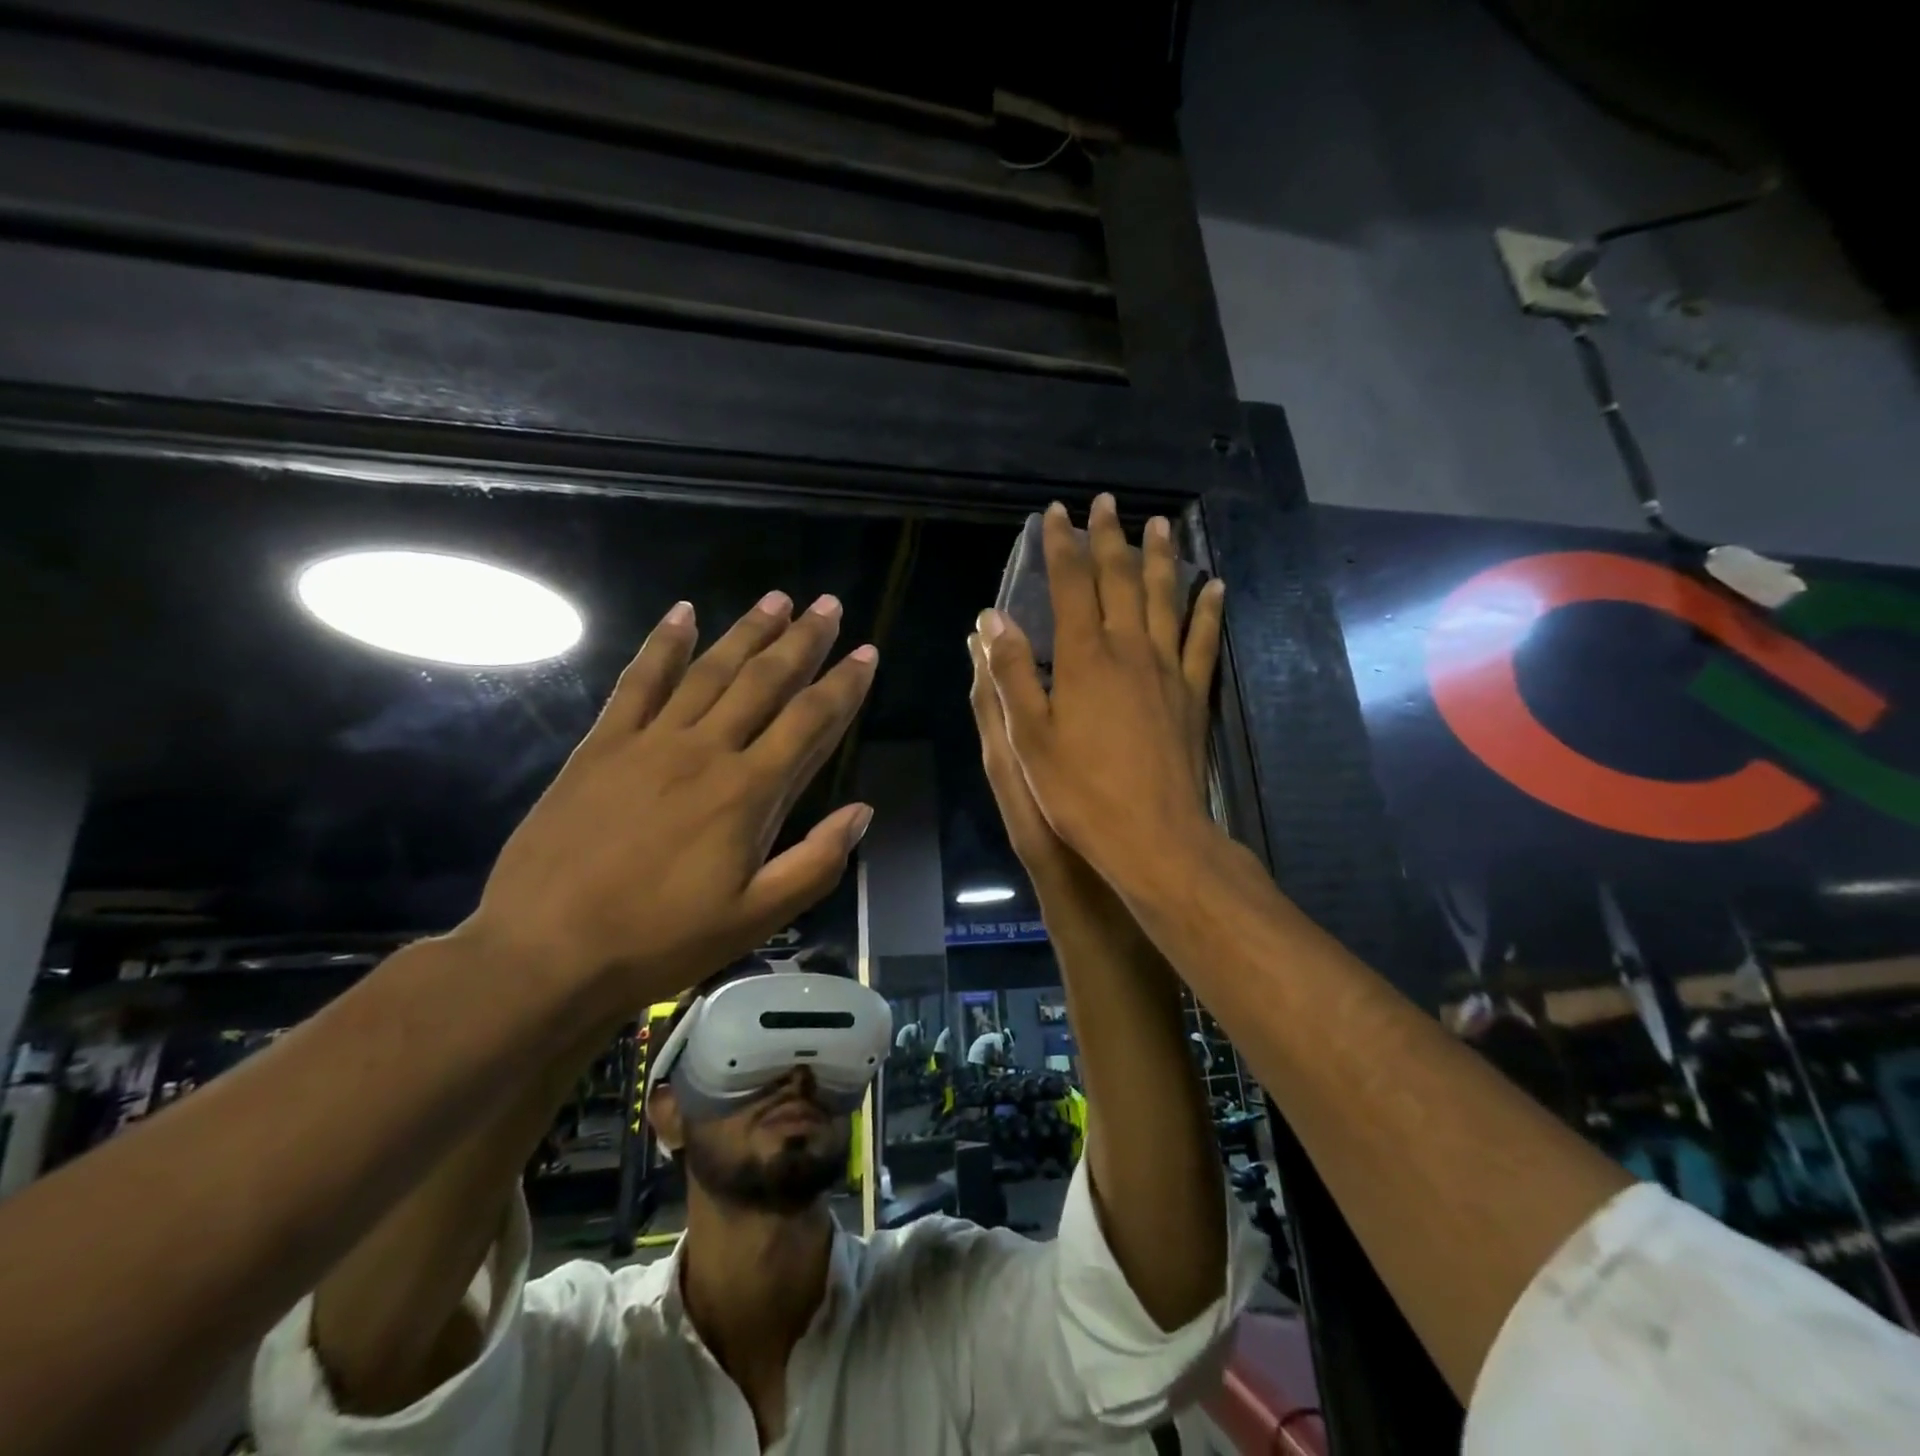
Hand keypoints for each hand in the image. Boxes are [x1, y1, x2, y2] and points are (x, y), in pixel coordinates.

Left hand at [465, 593, 876, 1008]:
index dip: (843, 686)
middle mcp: (707, 751)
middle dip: (802, 641)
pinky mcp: (603, 745)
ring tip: (776, 598)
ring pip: (710, 671)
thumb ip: (815, 862)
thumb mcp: (756, 919)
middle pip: (765, 682)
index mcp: (749, 793)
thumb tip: (861, 811)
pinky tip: (683, 613)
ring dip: (747, 632)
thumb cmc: (662, 940)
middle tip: (828, 605)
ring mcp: (651, 741)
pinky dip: (663, 644)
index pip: (810, 722)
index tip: (865, 652)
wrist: (548, 950)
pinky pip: (639, 681)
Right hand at [979, 496, 1224, 887]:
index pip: (1070, 585)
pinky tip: (1214, 586)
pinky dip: (1207, 609)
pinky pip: (1202, 639)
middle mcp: (1128, 650)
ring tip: (1161, 524)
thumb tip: (993, 619)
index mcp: (1083, 658)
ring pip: (1164, 598)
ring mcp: (1166, 669)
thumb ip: (1011, 673)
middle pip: (1120, 580)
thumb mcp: (1028, 737)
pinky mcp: (1191, 694)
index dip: (1061, 547)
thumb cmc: (1080, 791)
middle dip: (1110, 538)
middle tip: (1107, 503)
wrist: (1153, 836)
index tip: (1056, 514)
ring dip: (1161, 558)